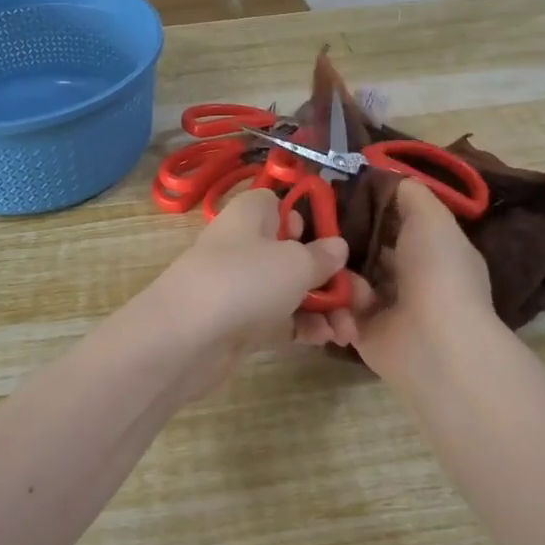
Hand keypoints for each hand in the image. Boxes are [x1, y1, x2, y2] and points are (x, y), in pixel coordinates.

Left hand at [130, 189, 348, 402]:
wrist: (184, 339)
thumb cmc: (244, 281)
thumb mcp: (295, 263)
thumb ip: (322, 256)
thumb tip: (337, 247)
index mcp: (252, 214)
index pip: (281, 205)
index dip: (311, 220)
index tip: (336, 241)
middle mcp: (245, 245)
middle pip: (294, 252)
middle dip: (331, 276)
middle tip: (360, 300)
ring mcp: (241, 286)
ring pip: (291, 290)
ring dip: (324, 307)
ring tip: (349, 331)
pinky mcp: (240, 323)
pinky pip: (280, 319)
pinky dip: (304, 327)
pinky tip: (327, 340)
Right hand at [297, 178, 496, 378]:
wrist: (433, 341)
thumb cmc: (437, 272)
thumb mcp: (432, 218)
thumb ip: (411, 194)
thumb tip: (389, 176)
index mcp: (430, 249)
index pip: (393, 220)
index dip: (367, 204)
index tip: (334, 189)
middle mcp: (408, 275)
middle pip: (365, 246)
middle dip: (340, 235)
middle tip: (308, 220)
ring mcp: (385, 304)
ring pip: (347, 274)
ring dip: (332, 267)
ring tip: (313, 255)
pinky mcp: (361, 329)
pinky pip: (337, 305)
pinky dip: (332, 299)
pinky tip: (329, 290)